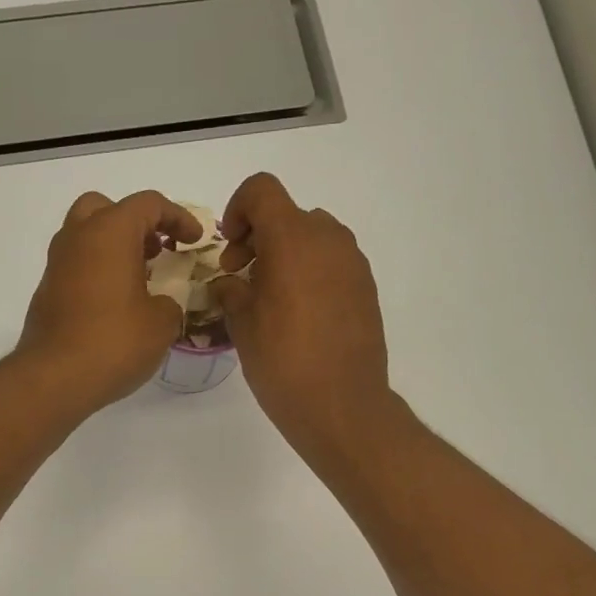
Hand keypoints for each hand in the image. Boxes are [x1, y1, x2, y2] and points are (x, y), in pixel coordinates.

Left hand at [17, 190, 194, 411]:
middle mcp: (78, 238)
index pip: (149, 204)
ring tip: (139, 278)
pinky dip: (97, 272)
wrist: (54, 377)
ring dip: (113, 248)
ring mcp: (57, 264)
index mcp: (110, 232)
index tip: (194, 241)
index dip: (178, 217)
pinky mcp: (47, 292)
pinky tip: (115, 304)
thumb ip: (169, 303)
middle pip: (105, 208)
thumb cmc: (114, 342)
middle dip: (134, 223)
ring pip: (86, 236)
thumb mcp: (161, 323)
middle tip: (156, 249)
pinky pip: (76, 267)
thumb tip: (159, 305)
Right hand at [213, 173, 394, 457]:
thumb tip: (229, 283)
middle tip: (242, 278)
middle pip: (288, 215)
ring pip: (313, 238)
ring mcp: (353, 263)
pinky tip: (299, 316)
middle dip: (260, 238)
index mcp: (293, 239)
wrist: (342, 405)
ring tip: (271, 299)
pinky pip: (332, 263)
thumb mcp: (242, 326)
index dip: (238, 209)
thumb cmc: (283, 363)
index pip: (262, 191)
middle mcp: (328, 239)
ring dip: (286, 255)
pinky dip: (310, 273)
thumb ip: (231, 291)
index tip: (230, 248)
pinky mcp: (366, 288)